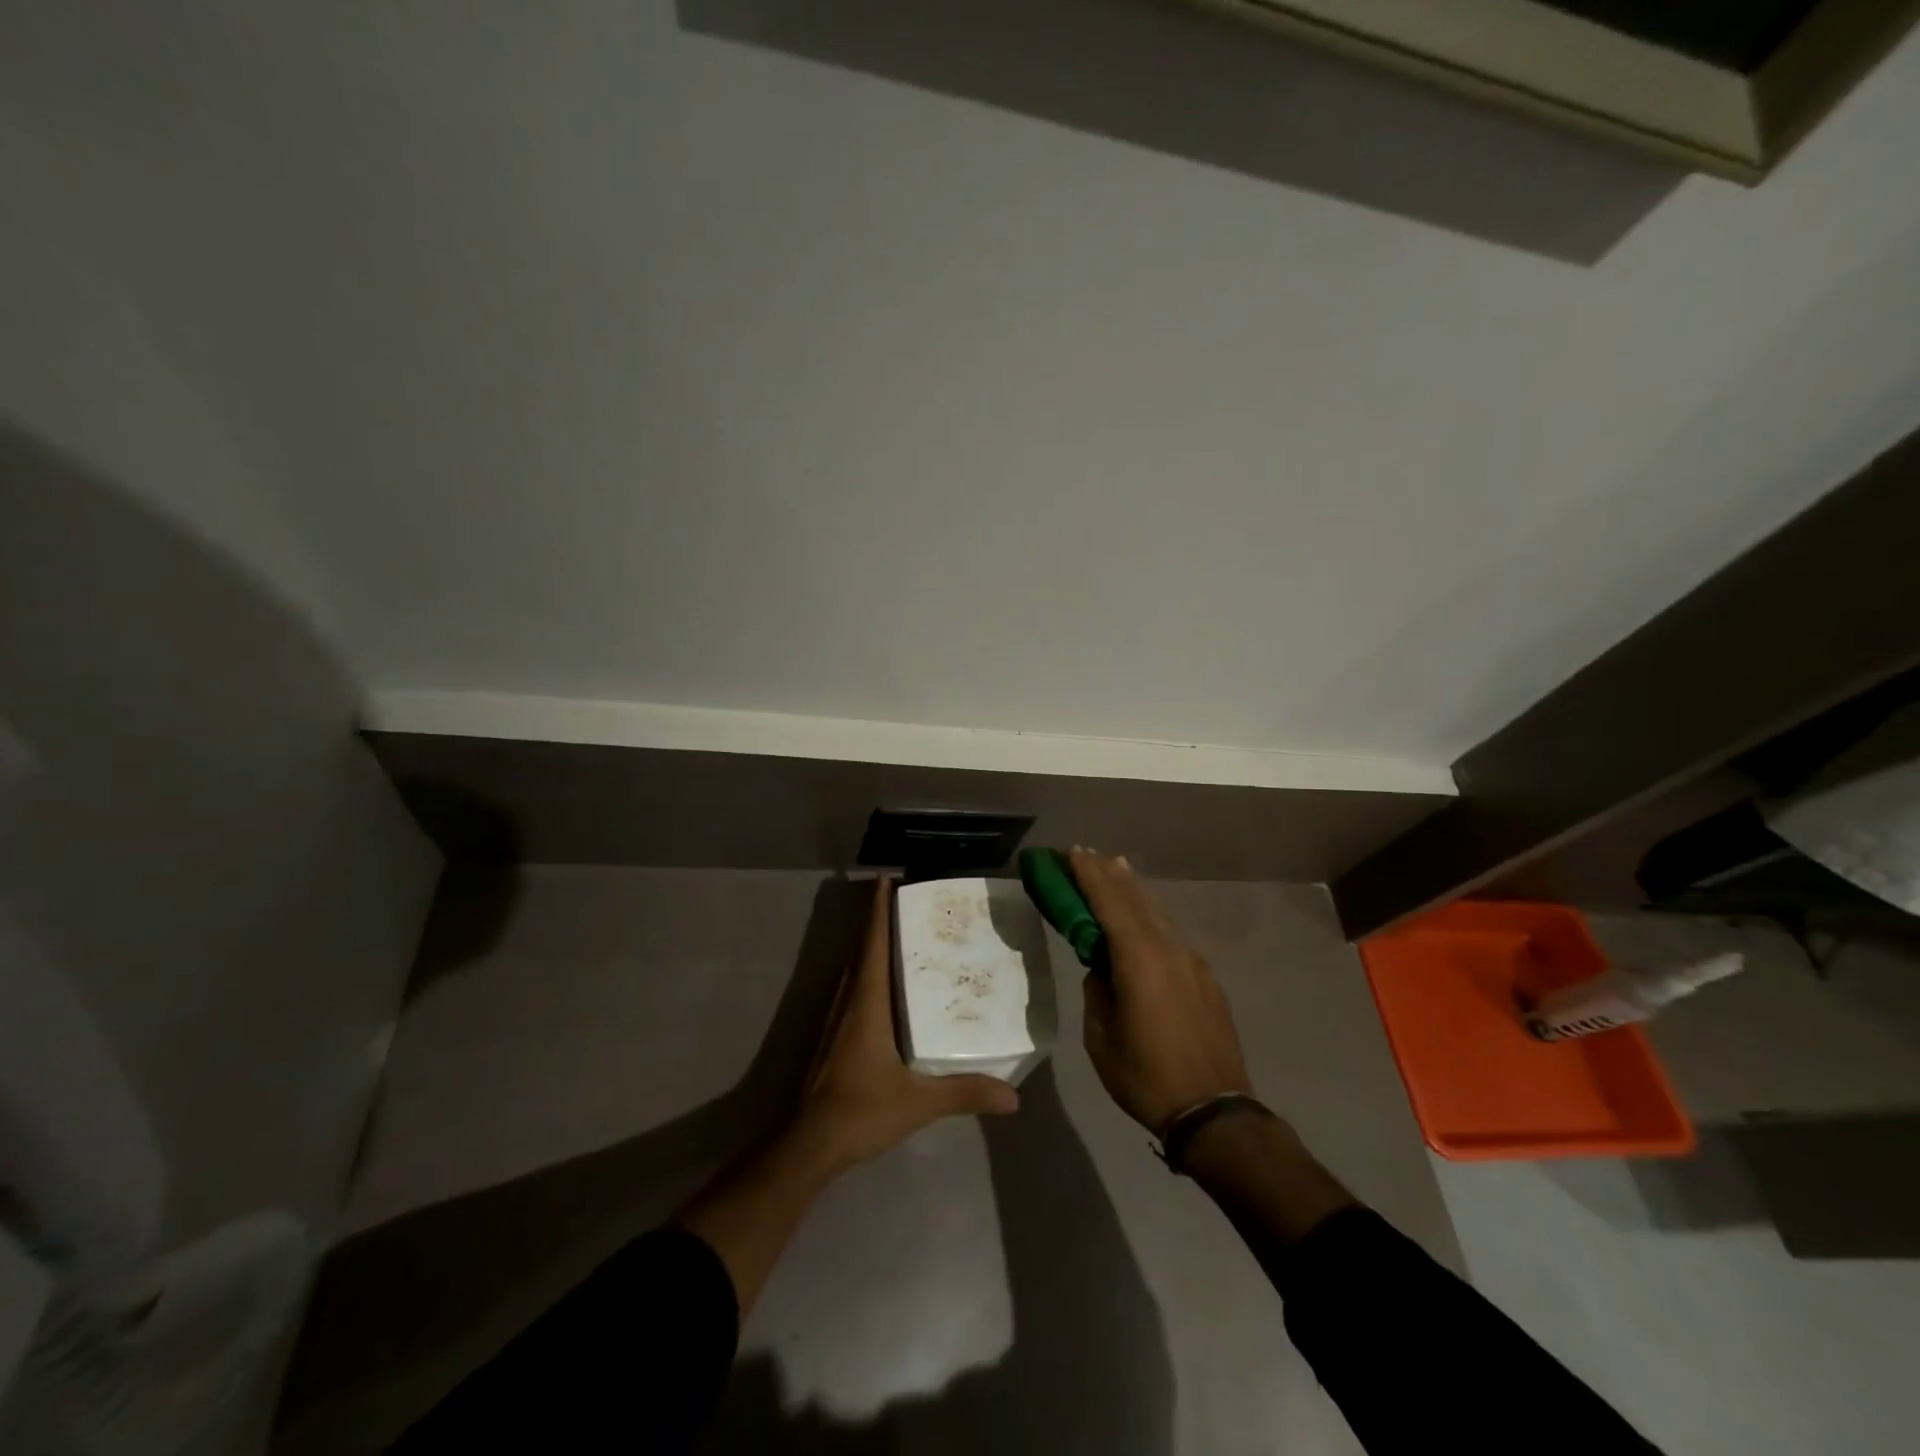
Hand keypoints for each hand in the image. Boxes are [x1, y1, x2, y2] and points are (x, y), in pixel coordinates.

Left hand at [791, 876, 1019, 1172]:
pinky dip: (867, 974)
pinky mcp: (831, 1039)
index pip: (872, 943)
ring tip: (900, 937)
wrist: (807, 1145)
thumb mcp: (918, 1102)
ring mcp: (834, 1020)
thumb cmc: (860, 1110)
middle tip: (906, 902)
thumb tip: (1013, 1096)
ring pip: (853, 970)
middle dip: (878, 921)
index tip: (886, 879)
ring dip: (871, 947)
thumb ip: (964, 1093)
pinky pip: (851, 991)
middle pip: (862, 949)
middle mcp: (847, 1001)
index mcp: (866, 1002)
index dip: (878, 909)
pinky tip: (885, 990)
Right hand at [1072, 849, 1253, 1136]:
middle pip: (1136, 900)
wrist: (1215, 1112)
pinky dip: (1151, 917)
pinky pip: (1172, 935)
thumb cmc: (1146, 1077)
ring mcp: (1192, 962)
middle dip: (1110, 874)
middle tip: (1089, 854)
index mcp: (1139, 960)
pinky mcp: (1206, 979)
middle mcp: (1169, 950)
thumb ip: (1098, 993)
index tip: (1073, 852)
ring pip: (1157, 914)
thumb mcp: (1101, 1038)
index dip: (1089, 875)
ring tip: (1116, 870)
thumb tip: (1101, 971)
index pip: (1109, 903)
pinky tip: (1144, 921)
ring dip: (1133, 891)